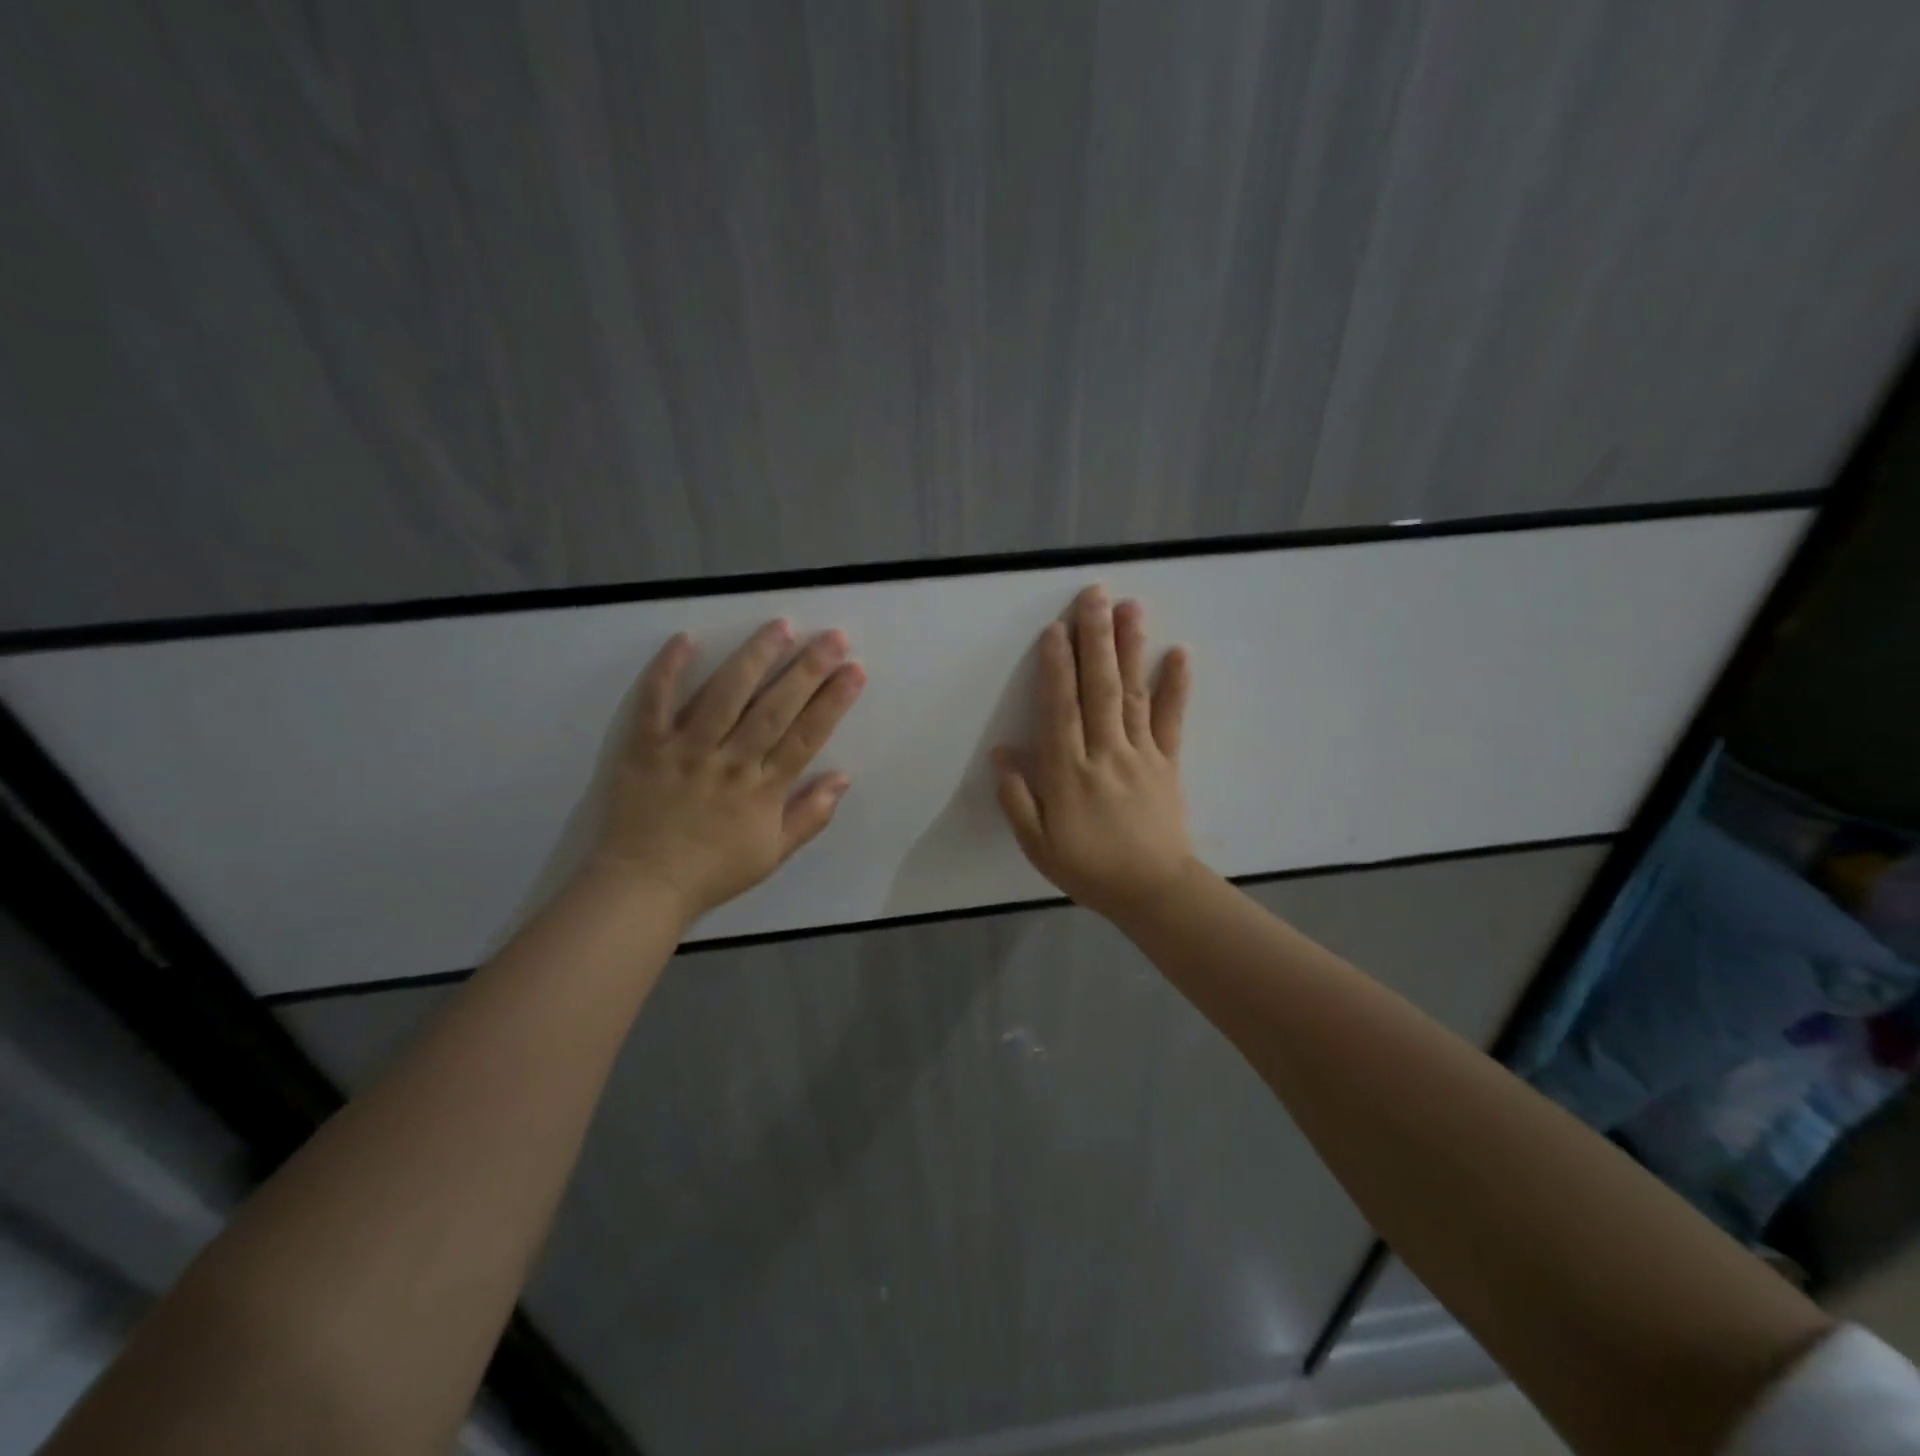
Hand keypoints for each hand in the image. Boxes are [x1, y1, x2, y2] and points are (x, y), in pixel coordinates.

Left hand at [592, 620, 866, 923]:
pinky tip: (686, 638)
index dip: (834, 701)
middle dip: (808, 669)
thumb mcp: (773, 854)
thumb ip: (811, 815)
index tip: (855, 670)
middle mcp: (729, 762)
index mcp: (763, 790)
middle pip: (774, 708)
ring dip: (754, 658)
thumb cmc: (713, 871)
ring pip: (724, 695)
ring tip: (780, 626)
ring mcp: (686, 751)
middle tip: (833, 636)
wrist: (643, 887)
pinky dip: (667, 670)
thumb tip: (844, 777)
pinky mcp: (646, 747)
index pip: (806, 736)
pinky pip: (655, 703)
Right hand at [993, 585, 1195, 921]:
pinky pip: (1170, 720)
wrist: (1153, 891)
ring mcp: (1140, 755)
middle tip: (1094, 595)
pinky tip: (1179, 653)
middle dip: (1094, 639)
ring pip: (1131, 694)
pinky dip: (1175, 686)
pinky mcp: (1167, 762)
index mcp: (1068, 773)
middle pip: (1097, 689)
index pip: (1060, 710)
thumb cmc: (1088, 868)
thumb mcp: (1037, 845)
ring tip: (1130, 607)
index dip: (1056, 668)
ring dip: (1130, 649)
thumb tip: (1002, 753)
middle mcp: (1104, 754)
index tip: (1055, 629)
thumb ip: (1017, 798)